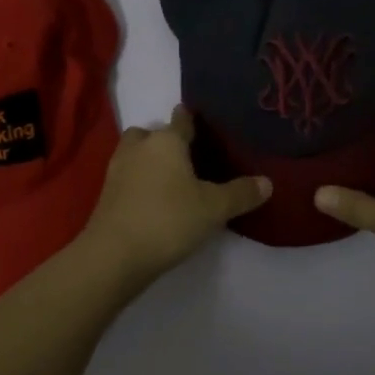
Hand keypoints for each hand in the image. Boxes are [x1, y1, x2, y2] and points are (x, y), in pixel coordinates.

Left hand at [79, 106, 270, 288]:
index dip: (192, 120)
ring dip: (149, 160)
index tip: (203, 125)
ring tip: (171, 179)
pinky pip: (127, 176)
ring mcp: (117, 169)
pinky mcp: (106, 193)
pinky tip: (154, 199)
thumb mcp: (214, 208)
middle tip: (187, 158)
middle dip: (165, 140)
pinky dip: (139, 181)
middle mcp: (139, 147)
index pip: (181, 119)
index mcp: (166, 141)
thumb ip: (241, 193)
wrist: (115, 255)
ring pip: (135, 153)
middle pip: (152, 133)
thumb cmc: (168, 219)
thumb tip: (267, 182)